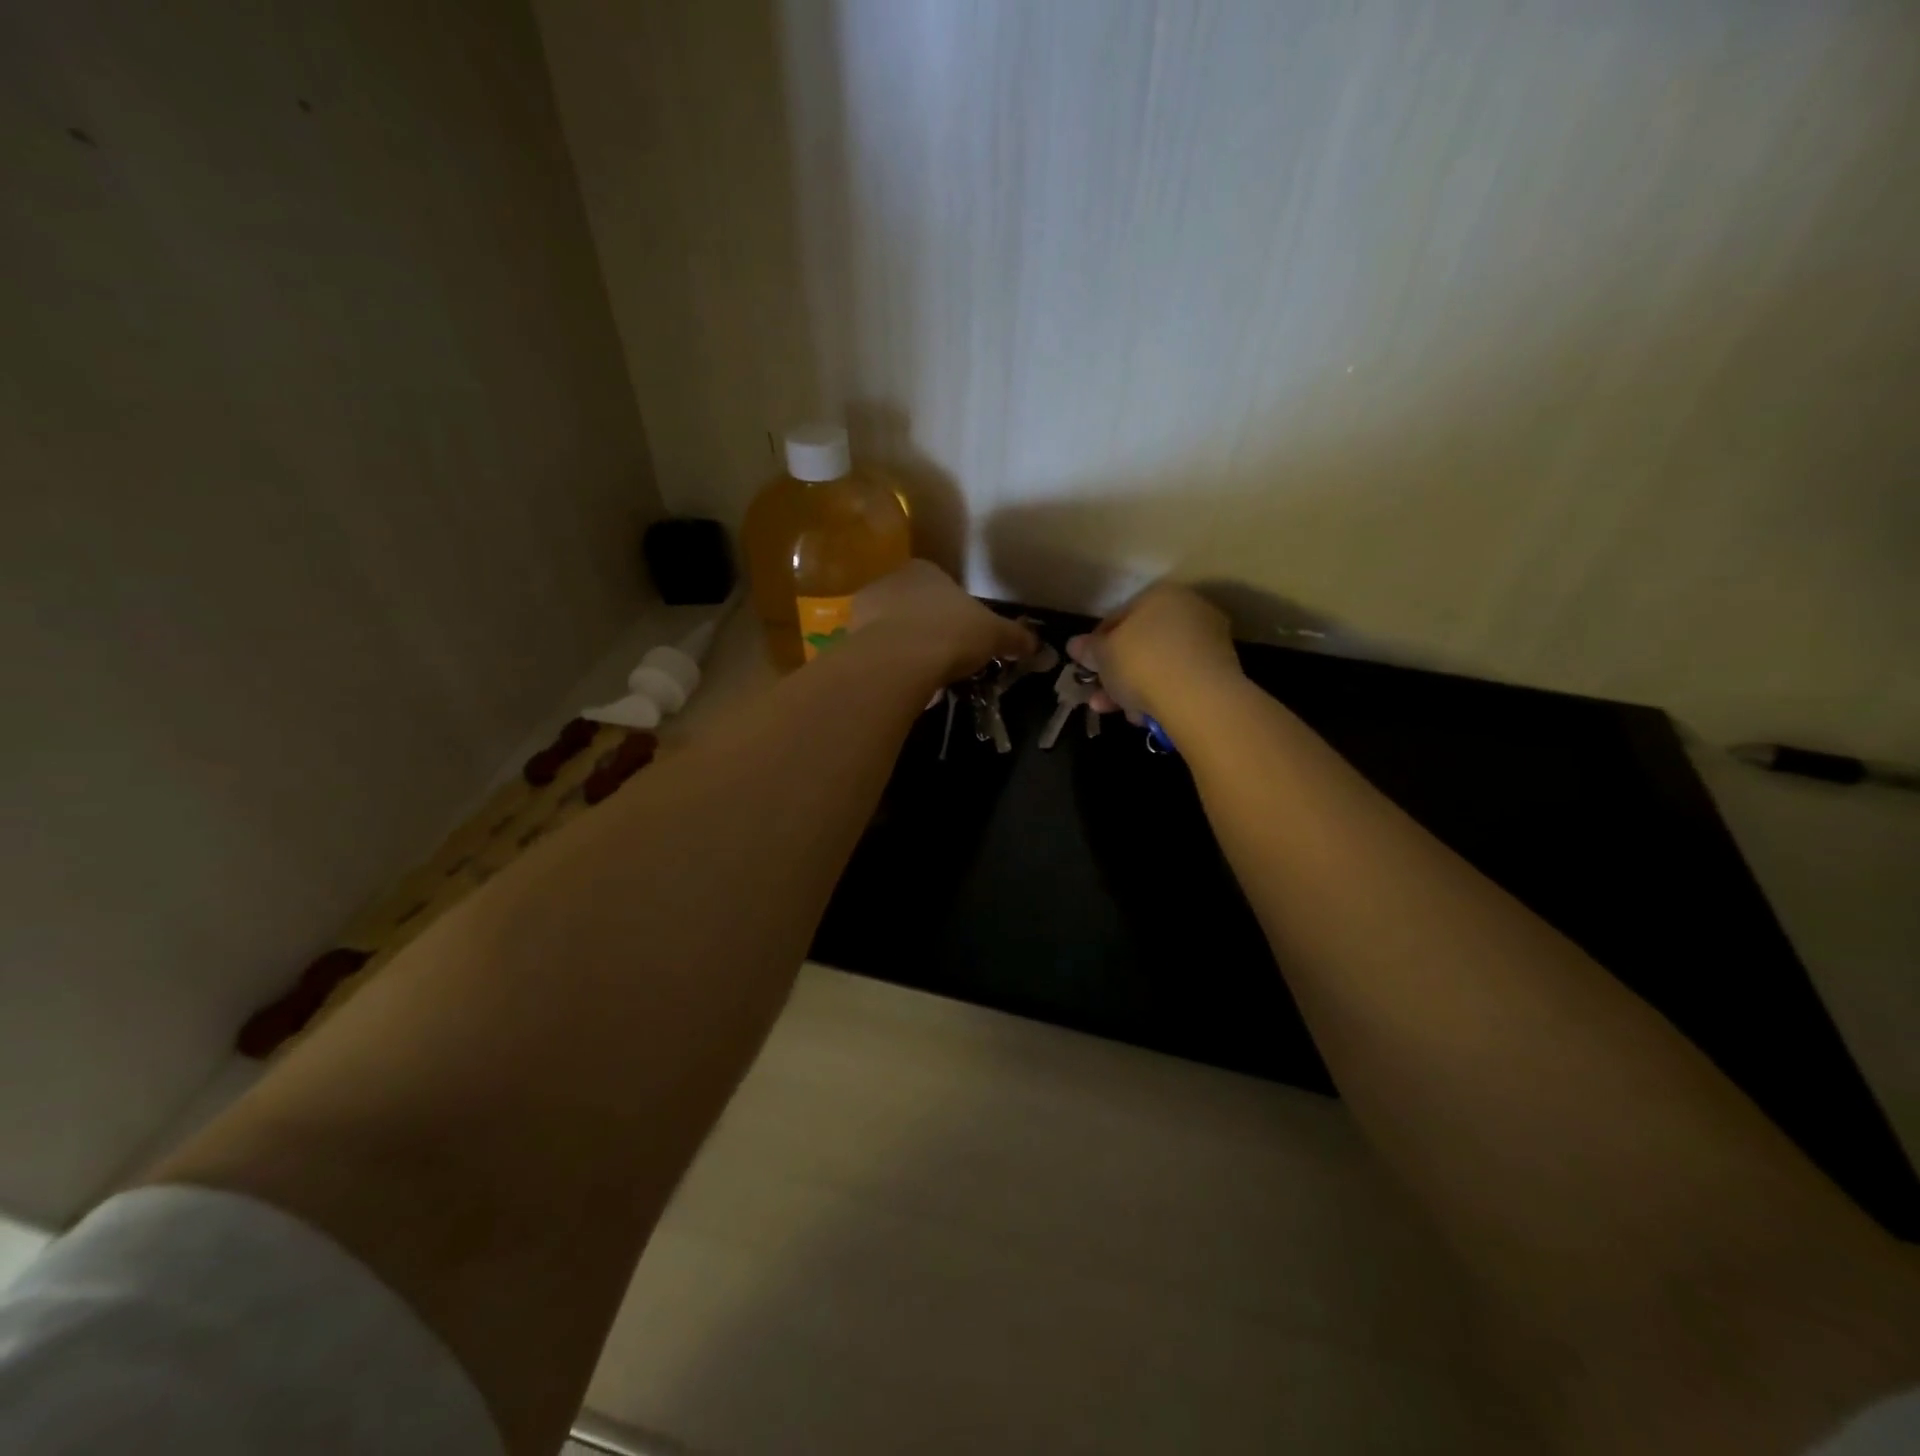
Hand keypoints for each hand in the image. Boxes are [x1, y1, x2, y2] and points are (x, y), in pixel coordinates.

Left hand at [852, 560, 1036, 683]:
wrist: (898, 661)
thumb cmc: (951, 633)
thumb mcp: (993, 635)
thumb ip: (1015, 637)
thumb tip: (1038, 645)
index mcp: (924, 570)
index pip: (942, 586)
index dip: (957, 612)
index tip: (967, 637)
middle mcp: (890, 581)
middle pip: (915, 607)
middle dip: (929, 630)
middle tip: (948, 659)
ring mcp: (864, 610)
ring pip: (893, 630)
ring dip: (908, 650)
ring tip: (926, 678)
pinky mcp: (848, 641)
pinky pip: (877, 654)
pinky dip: (891, 668)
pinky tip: (905, 686)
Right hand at [1066, 582, 1240, 720]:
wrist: (1199, 698)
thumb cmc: (1142, 663)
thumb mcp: (1103, 655)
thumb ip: (1089, 649)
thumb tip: (1074, 645)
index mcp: (1160, 594)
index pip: (1119, 616)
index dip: (1097, 644)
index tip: (1087, 667)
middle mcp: (1189, 610)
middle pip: (1141, 643)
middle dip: (1116, 672)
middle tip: (1098, 696)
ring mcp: (1208, 640)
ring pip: (1159, 665)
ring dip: (1134, 689)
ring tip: (1116, 713)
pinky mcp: (1221, 671)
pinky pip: (1179, 681)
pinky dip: (1160, 696)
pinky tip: (1144, 717)